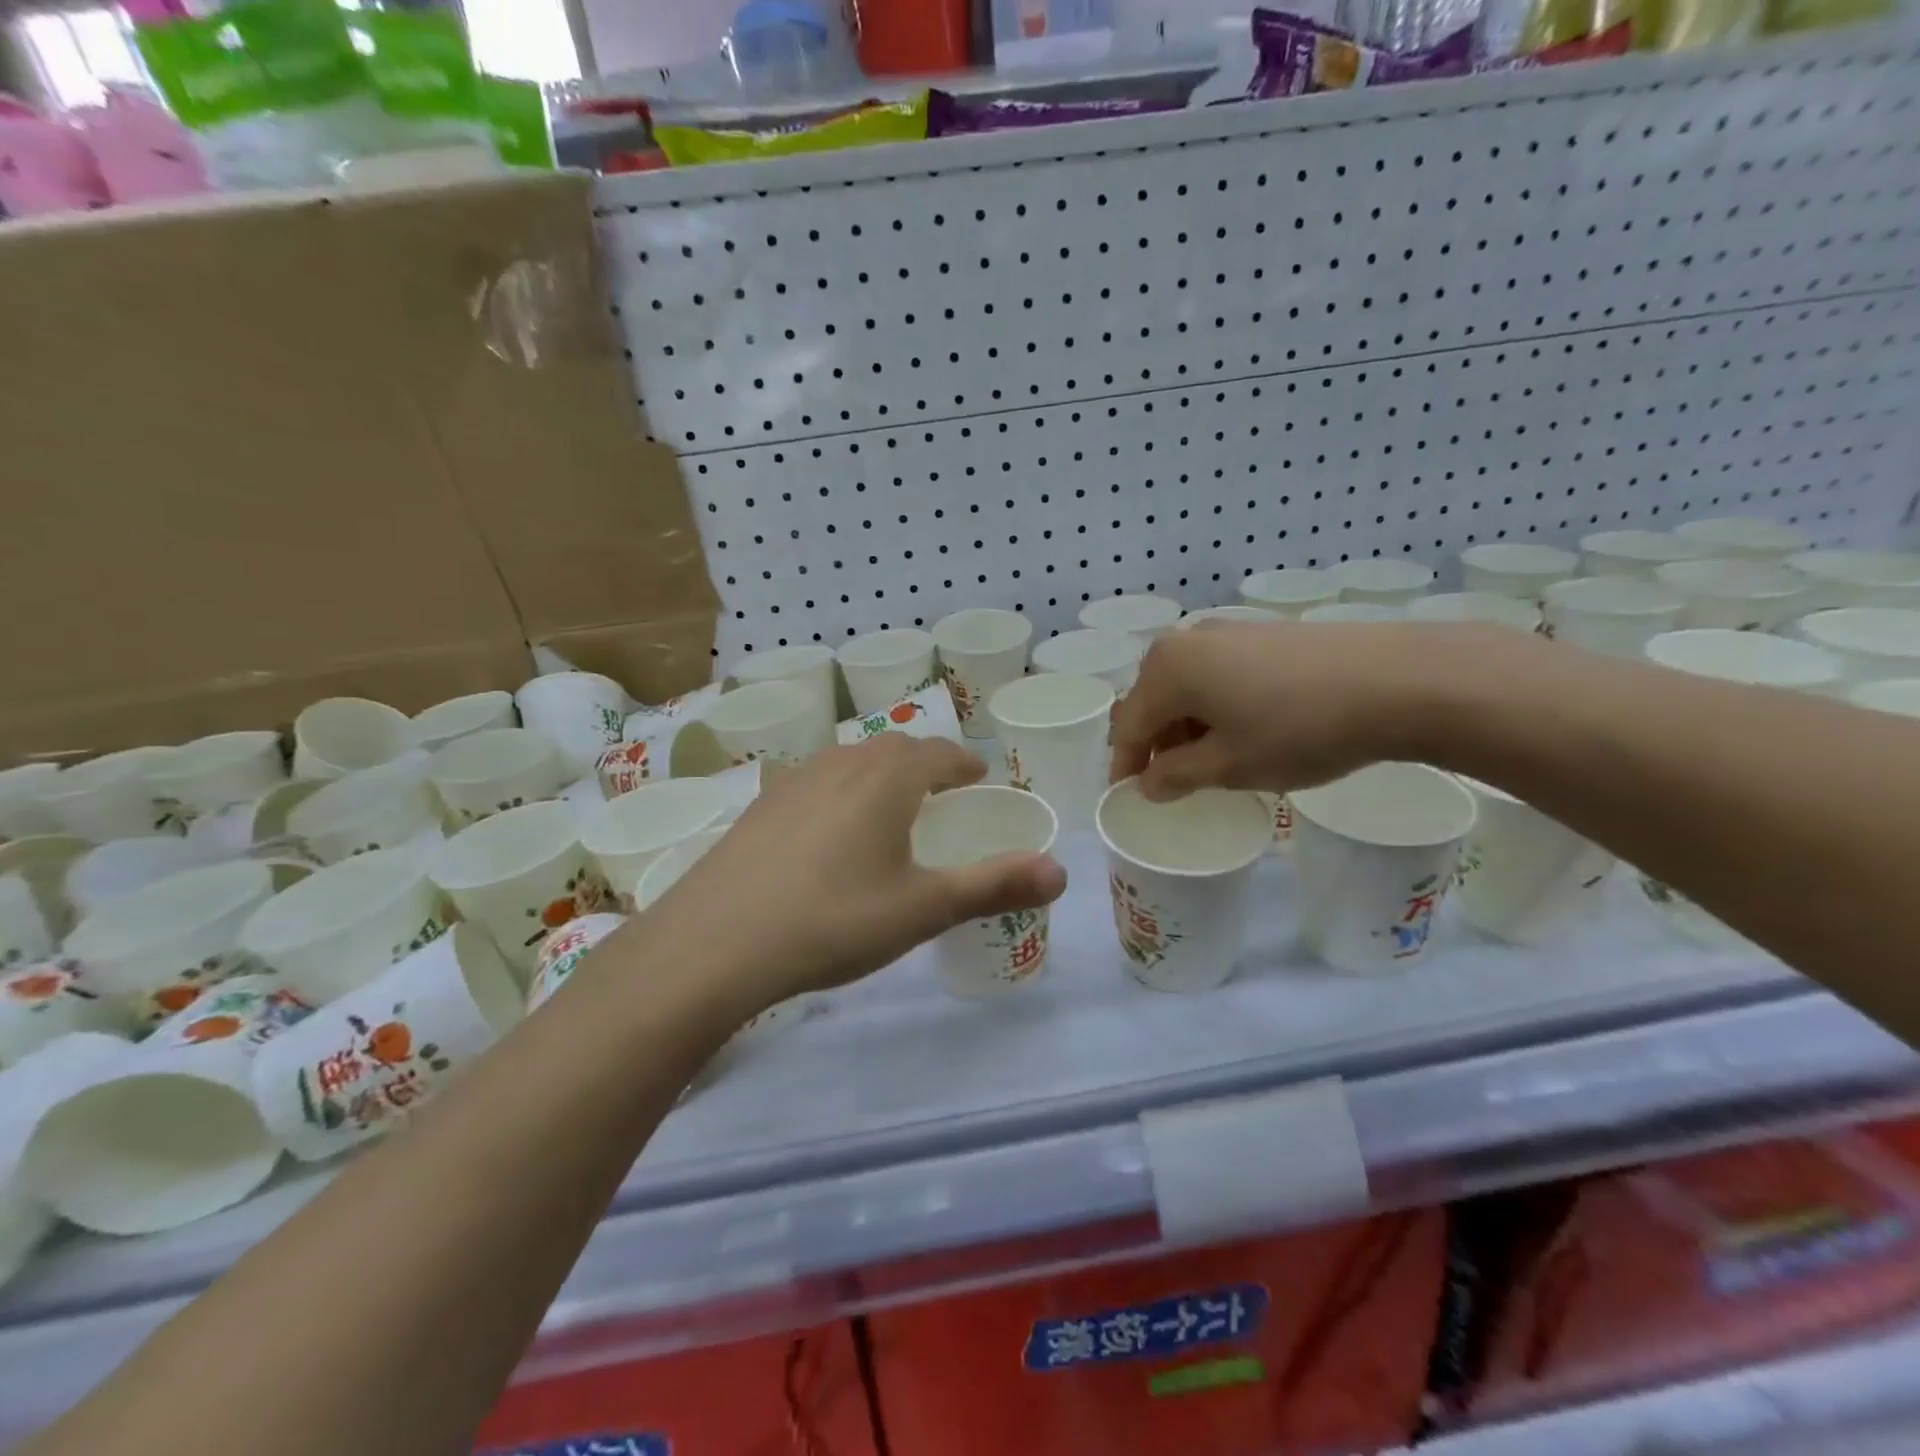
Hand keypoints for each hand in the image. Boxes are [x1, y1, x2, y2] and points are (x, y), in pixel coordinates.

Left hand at [640, 736, 1067, 1012]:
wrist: (716, 943)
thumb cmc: (834, 920)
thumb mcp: (923, 909)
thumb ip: (994, 886)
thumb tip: (1062, 872)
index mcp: (886, 779)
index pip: (937, 753)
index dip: (962, 761)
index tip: (977, 775)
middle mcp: (840, 765)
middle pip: (892, 749)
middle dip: (923, 762)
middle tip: (940, 789)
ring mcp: (792, 782)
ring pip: (848, 761)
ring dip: (877, 773)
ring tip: (889, 804)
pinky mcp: (758, 807)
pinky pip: (813, 782)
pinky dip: (838, 791)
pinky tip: (828, 829)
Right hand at [1110, 621, 1494, 800]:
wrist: (1396, 680)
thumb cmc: (1297, 729)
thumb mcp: (1228, 766)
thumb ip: (1176, 776)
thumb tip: (1149, 782)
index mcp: (1167, 669)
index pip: (1128, 726)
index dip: (1126, 766)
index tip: (1130, 796)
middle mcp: (1188, 640)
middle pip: (1153, 699)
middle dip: (1156, 742)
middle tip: (1173, 781)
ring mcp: (1228, 631)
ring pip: (1187, 685)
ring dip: (1187, 725)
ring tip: (1213, 759)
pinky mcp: (1264, 633)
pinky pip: (1218, 673)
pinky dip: (1216, 705)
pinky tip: (1246, 728)